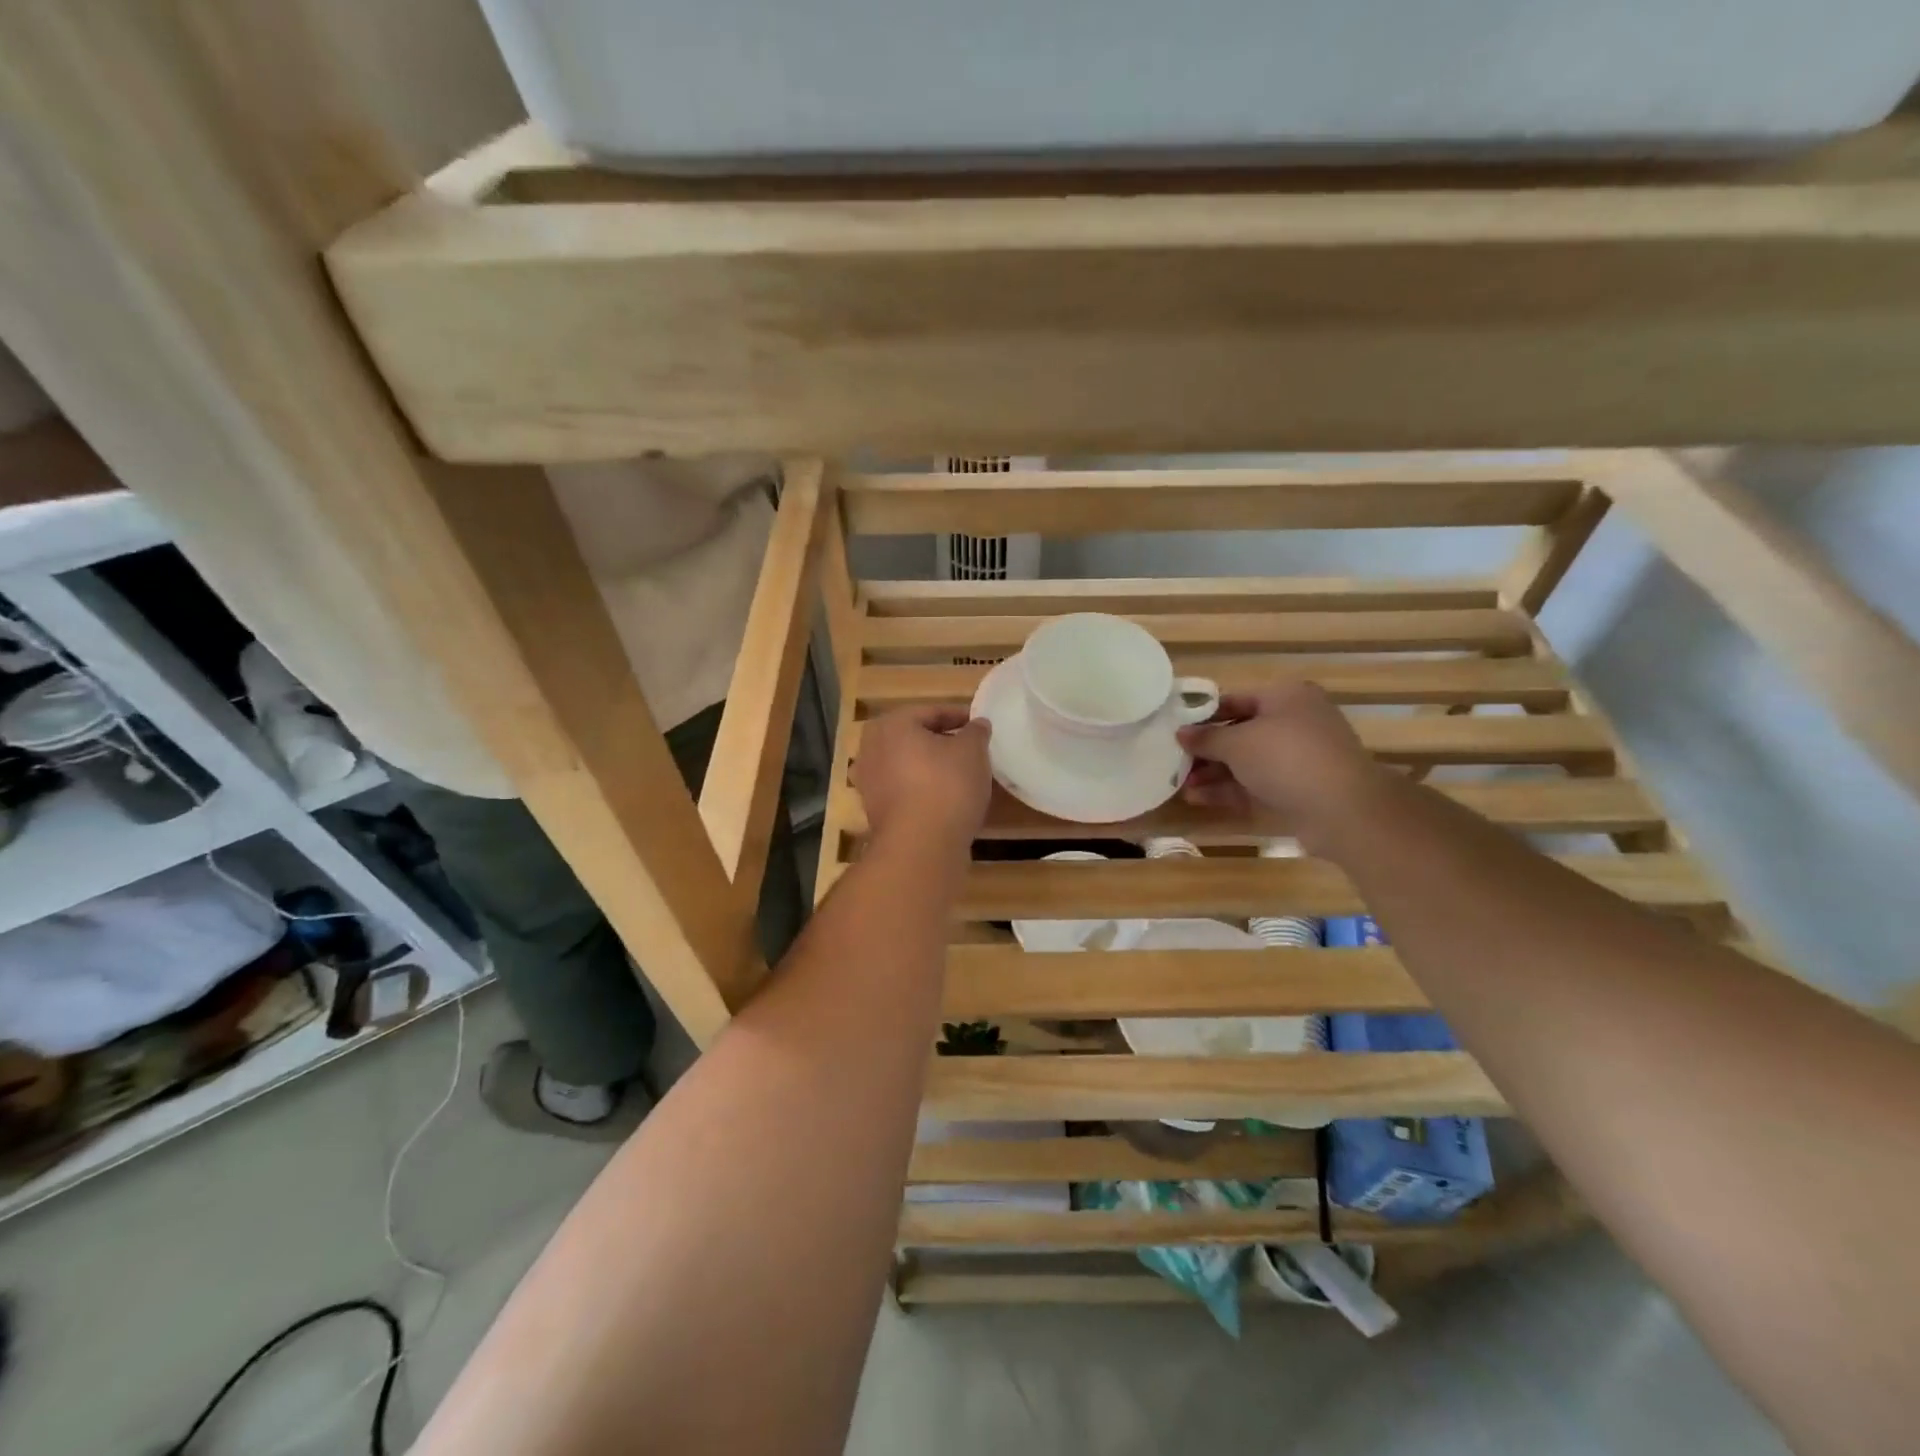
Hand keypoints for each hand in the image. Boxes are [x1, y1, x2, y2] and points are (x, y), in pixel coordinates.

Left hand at [853, 706, 992, 850]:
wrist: (920, 846)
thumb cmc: (947, 786)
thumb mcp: (973, 751)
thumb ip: (976, 732)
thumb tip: (977, 724)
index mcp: (892, 724)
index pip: (931, 712)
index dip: (959, 717)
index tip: (980, 726)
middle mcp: (871, 748)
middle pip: (914, 737)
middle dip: (941, 741)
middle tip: (969, 749)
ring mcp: (869, 781)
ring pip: (906, 764)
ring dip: (930, 766)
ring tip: (959, 775)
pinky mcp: (874, 810)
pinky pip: (903, 790)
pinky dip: (921, 789)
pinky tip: (944, 799)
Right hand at [1176, 681, 1388, 855]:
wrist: (1342, 809)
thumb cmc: (1286, 758)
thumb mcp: (1237, 743)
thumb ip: (1205, 738)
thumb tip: (1181, 733)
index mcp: (1286, 696)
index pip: (1234, 699)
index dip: (1202, 715)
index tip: (1175, 730)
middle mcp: (1295, 721)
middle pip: (1240, 732)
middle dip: (1206, 749)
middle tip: (1174, 760)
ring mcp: (1300, 757)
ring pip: (1248, 761)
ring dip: (1214, 772)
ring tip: (1181, 785)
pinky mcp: (1300, 788)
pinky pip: (1257, 783)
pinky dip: (1230, 789)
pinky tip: (1199, 799)